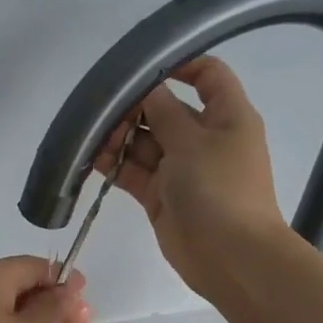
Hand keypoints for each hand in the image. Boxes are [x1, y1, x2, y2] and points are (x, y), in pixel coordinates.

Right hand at [102, 56, 287, 297]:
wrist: (230, 257)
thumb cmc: (220, 190)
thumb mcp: (192, 142)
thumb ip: (164, 111)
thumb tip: (147, 88)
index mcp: (227, 116)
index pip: (208, 75)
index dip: (179, 64)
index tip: (142, 67)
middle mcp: (205, 138)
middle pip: (166, 109)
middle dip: (134, 107)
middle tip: (102, 108)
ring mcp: (182, 169)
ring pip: (146, 142)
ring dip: (120, 137)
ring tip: (92, 135)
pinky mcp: (162, 196)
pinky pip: (135, 172)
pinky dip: (116, 165)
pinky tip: (92, 157)